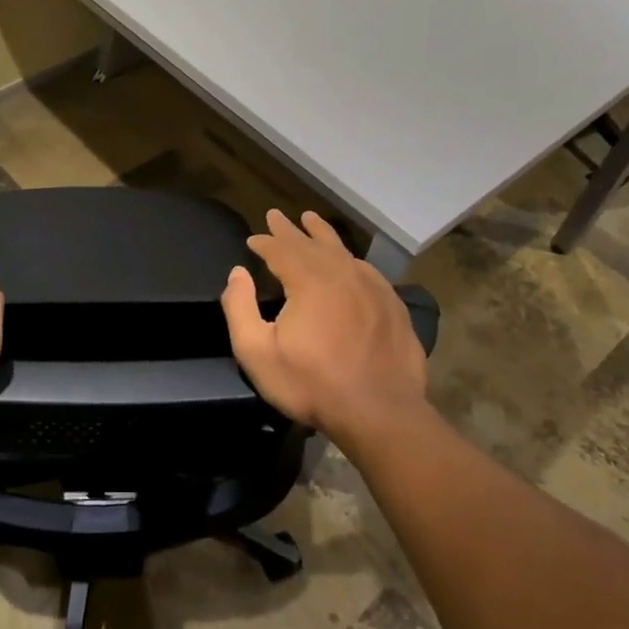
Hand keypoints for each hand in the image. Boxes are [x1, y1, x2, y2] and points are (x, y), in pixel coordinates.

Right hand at [220, 209, 430, 444]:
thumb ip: (240, 308)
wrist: (380, 412)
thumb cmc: (312, 384)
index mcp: (309, 280)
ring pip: (342, 251)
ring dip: (322, 234)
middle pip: (311, 243)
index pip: (281, 250)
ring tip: (311, 219)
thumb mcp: (257, 352)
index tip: (252, 238)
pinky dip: (350, 258)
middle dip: (290, 230)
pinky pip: (366, 270)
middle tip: (276, 215)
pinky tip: (349, 261)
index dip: (264, 242)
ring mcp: (372, 288)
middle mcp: (342, 273)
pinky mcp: (392, 306)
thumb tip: (236, 274)